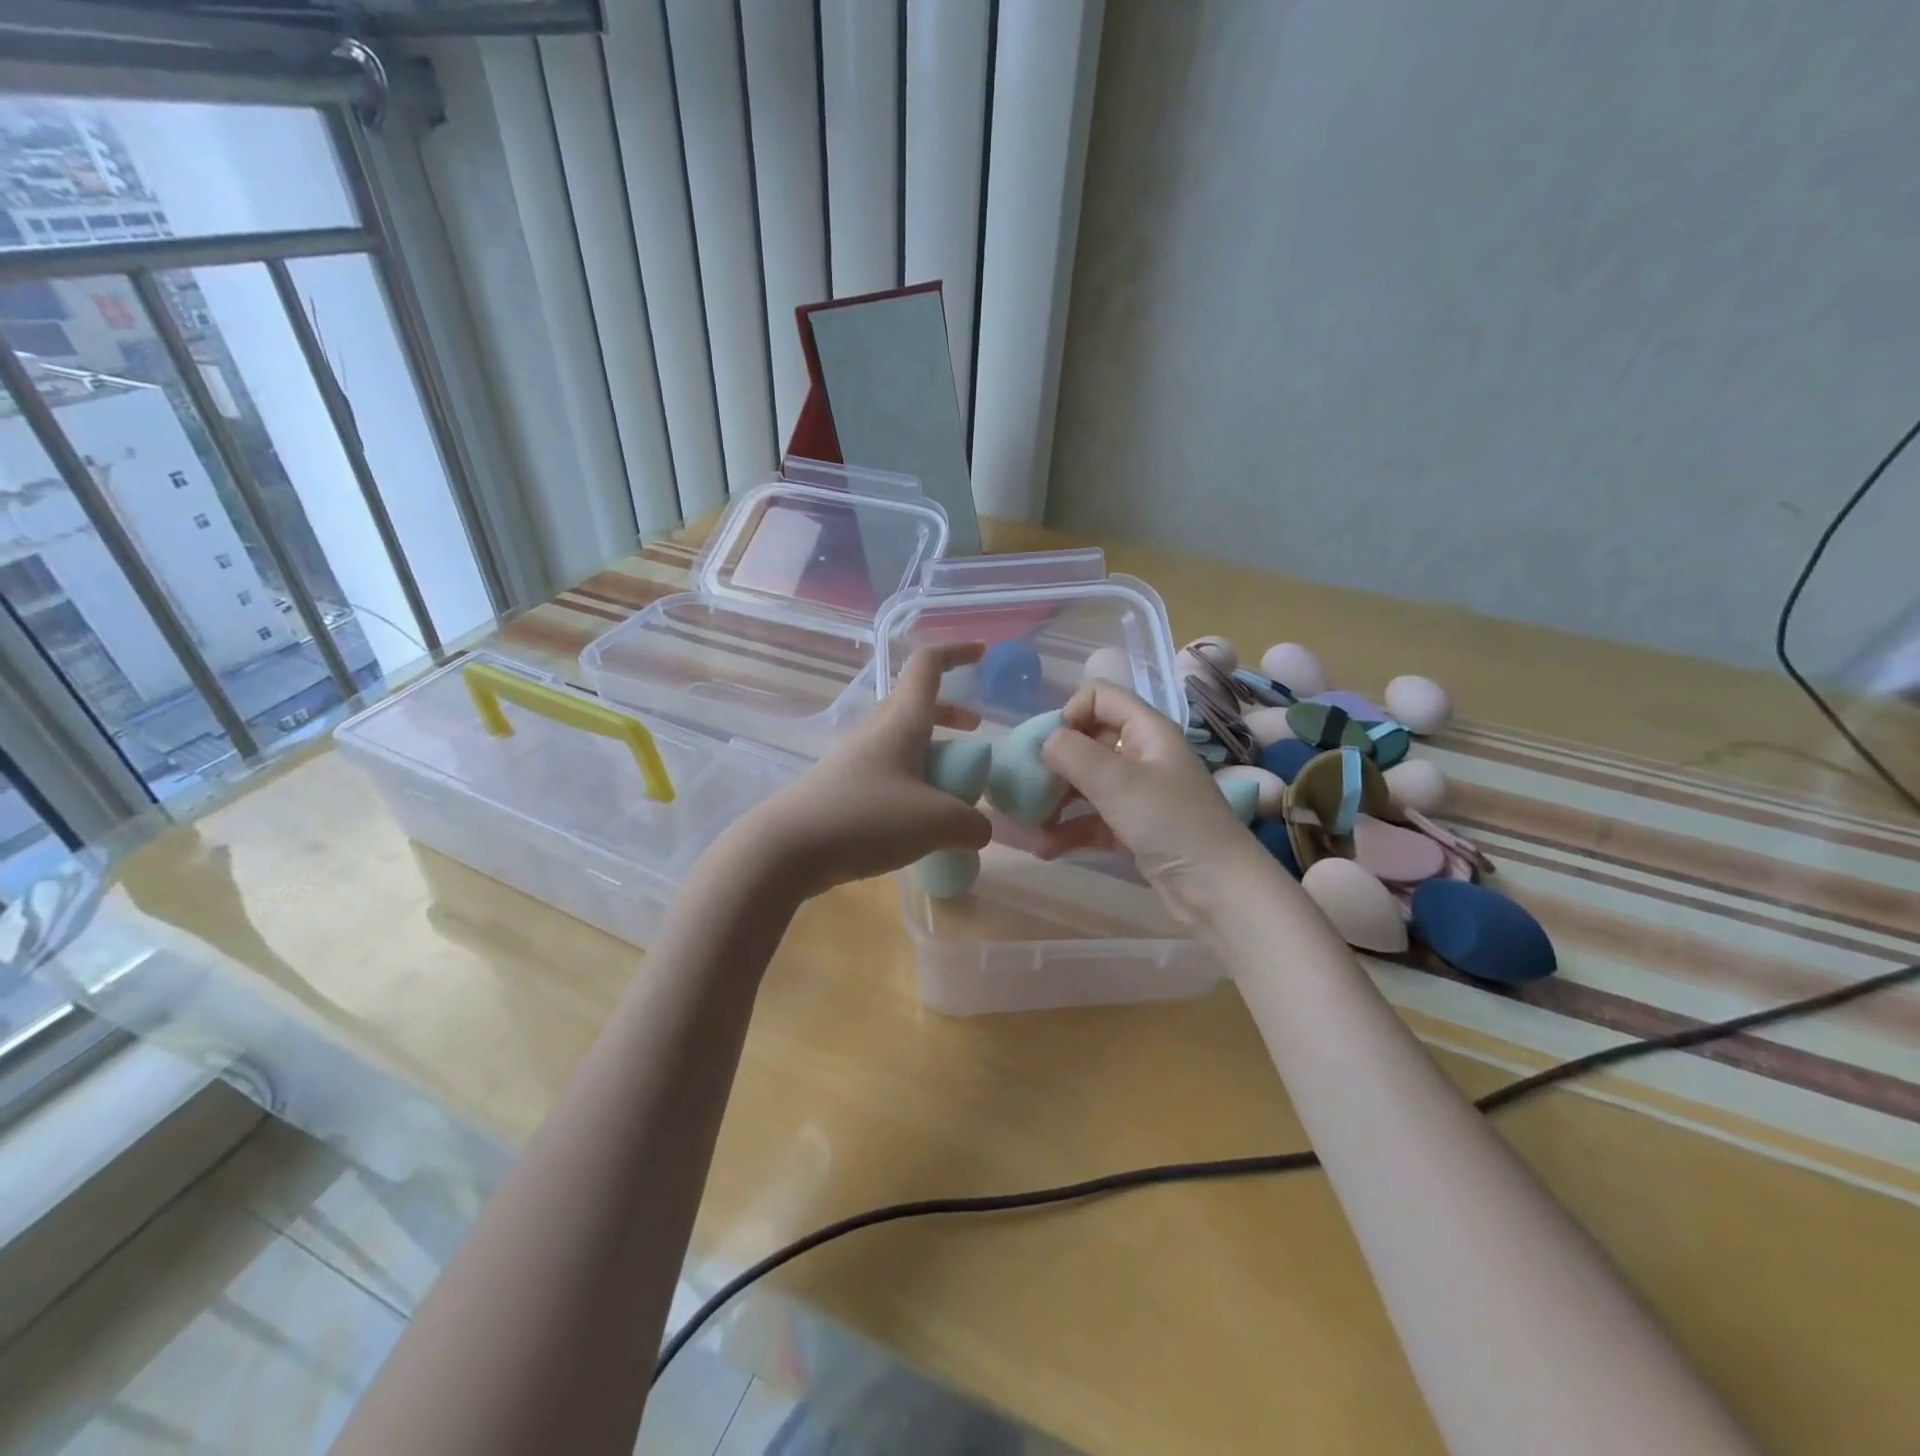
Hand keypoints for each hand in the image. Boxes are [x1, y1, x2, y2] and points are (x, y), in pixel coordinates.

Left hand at [742, 643, 992, 898]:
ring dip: (931, 750)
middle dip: (949, 711)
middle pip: (915, 704)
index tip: (982, 654)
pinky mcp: (842, 790)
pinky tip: (919, 821)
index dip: (956, 652)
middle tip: (974, 732)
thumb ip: (971, 824)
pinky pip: (888, 774)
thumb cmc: (866, 819)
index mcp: (901, 722)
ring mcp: (855, 760)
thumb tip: (979, 830)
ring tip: (953, 785)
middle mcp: (877, 732)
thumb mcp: (936, 823)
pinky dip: (913, 783)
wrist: (787, 848)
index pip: (927, 666)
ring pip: (901, 740)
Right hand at [1033, 680, 1268, 927]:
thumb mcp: (1119, 782)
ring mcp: (1139, 796)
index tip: (1047, 746)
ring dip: (1054, 800)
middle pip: (1088, 742)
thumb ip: (1073, 754)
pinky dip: (1068, 831)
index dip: (1070, 713)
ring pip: (1086, 784)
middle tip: (1024, 787)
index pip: (1100, 697)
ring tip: (1025, 823)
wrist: (1220, 892)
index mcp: (1147, 731)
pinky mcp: (1134, 831)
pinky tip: (1043, 848)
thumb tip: (1044, 742)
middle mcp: (1143, 756)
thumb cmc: (1172, 824)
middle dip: (1053, 762)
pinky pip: (1093, 820)